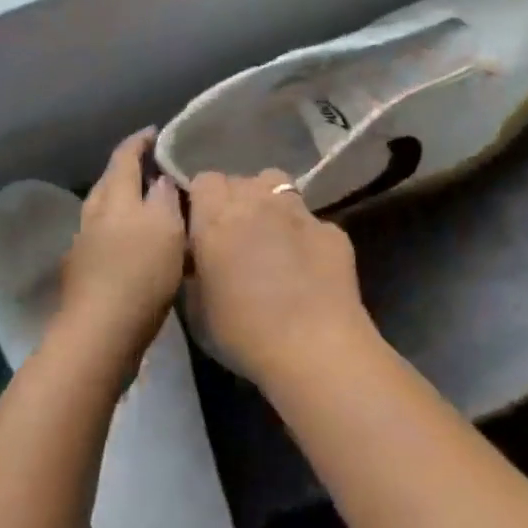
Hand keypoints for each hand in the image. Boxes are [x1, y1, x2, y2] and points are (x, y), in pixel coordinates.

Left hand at [58, 130, 186, 359]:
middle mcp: (93, 216)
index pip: (124, 157)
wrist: (100, 335)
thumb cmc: (139, 274)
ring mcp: (84, 246)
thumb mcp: (166, 229)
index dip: (139, 142)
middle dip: (128, 170)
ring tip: (148, 205)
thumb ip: (163, 198)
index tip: (155, 132)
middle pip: (108, 182)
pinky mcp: (84, 274)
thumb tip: (159, 179)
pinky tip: (134, 246)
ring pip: (104, 211)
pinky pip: (103, 238)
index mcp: (114, 198)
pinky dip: (120, 231)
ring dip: (123, 202)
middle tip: (154, 167)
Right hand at [187, 169, 373, 383]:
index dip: (201, 201)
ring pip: (277, 185)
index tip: (201, 227)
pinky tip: (307, 265)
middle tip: (234, 236)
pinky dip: (303, 235)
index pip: (204, 180)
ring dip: (268, 202)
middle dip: (234, 200)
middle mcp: (257, 202)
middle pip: (240, 180)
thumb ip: (194, 270)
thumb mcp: (196, 308)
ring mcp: (299, 212)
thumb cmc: (243, 333)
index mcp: (216, 218)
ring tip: (269, 235)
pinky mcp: (332, 230)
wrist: (314, 347)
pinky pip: (310, 220)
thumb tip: (199, 258)